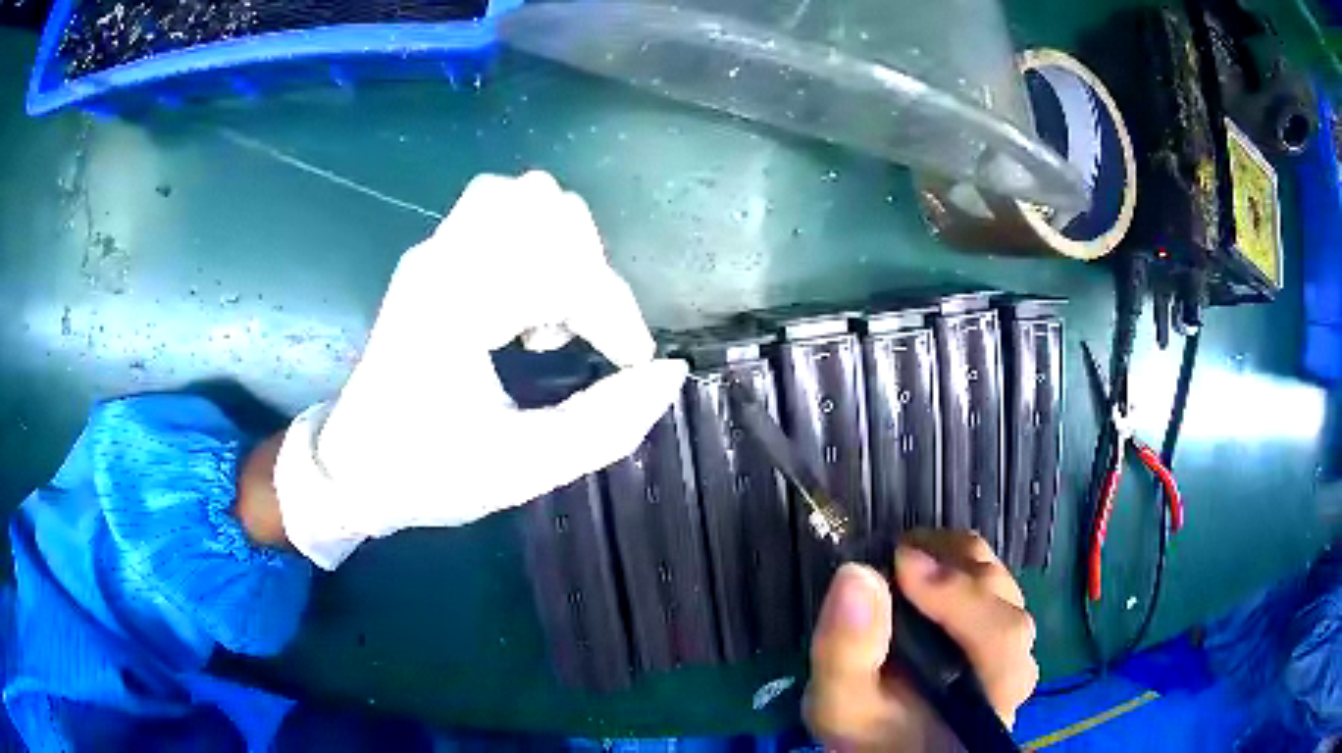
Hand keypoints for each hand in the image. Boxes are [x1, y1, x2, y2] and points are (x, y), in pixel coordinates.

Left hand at [272, 171, 687, 569]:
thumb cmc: (426, 473)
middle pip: (543, 204)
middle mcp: (439, 262)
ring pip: (521, 195)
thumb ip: (604, 426)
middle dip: (588, 269)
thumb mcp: (520, 468)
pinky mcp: (433, 257)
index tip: (630, 363)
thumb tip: (667, 372)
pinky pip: (499, 212)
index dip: (613, 313)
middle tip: (583, 333)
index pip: (557, 268)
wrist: (353, 467)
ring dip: (561, 247)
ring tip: (553, 312)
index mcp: (451, 310)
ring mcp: (432, 251)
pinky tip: (526, 302)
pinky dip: (535, 244)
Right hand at [805, 531, 1037, 751]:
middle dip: (953, 569)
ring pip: (1001, 586)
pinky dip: (957, 568)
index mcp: (990, 696)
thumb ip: (846, 652)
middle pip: (1005, 602)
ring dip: (956, 563)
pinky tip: (921, 572)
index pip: (1001, 637)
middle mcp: (1015, 667)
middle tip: (896, 553)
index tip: (901, 562)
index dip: (958, 595)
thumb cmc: (868, 734)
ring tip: (905, 557)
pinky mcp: (998, 632)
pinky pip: (990, 586)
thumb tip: (857, 573)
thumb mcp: (840, 705)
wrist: (889, 746)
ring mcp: (1012, 646)